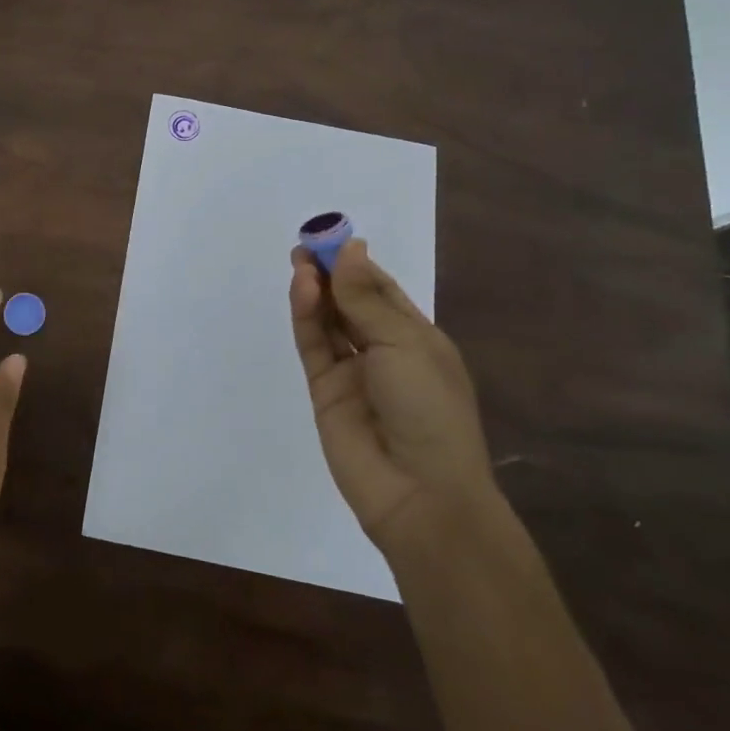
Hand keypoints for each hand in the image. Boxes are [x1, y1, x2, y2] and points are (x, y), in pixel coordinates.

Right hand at [289, 239, 494, 555]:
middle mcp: (384, 351)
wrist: (420, 493)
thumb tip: (352, 249)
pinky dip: (306, 316)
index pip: (381, 291)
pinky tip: (303, 289)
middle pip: (350, 302)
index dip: (357, 264)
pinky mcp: (324, 390)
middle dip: (331, 273)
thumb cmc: (430, 409)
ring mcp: (352, 372)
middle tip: (306, 245)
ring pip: (328, 320)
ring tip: (300, 260)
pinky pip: (313, 344)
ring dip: (316, 290)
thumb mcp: (405, 344)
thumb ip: (367, 298)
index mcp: (417, 338)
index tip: (332, 236)